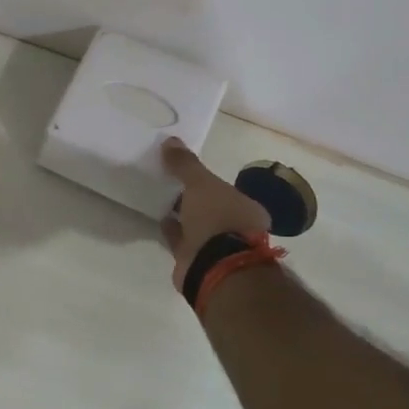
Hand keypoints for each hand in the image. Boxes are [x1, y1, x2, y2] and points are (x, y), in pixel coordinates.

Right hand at [159, 138, 272, 289]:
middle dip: (194, 200)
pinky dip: (173, 232)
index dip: (207, 183)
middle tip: (171, 186)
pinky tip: (161, 220)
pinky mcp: (198, 262)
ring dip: (182, 216)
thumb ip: (186, 164)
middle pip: (211, 208)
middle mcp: (237, 228)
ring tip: (161, 201)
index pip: (225, 191)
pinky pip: (182, 242)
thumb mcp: (201, 184)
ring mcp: (218, 248)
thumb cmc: (217, 220)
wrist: (215, 267)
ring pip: (197, 227)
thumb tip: (170, 140)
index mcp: (247, 208)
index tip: (187, 175)